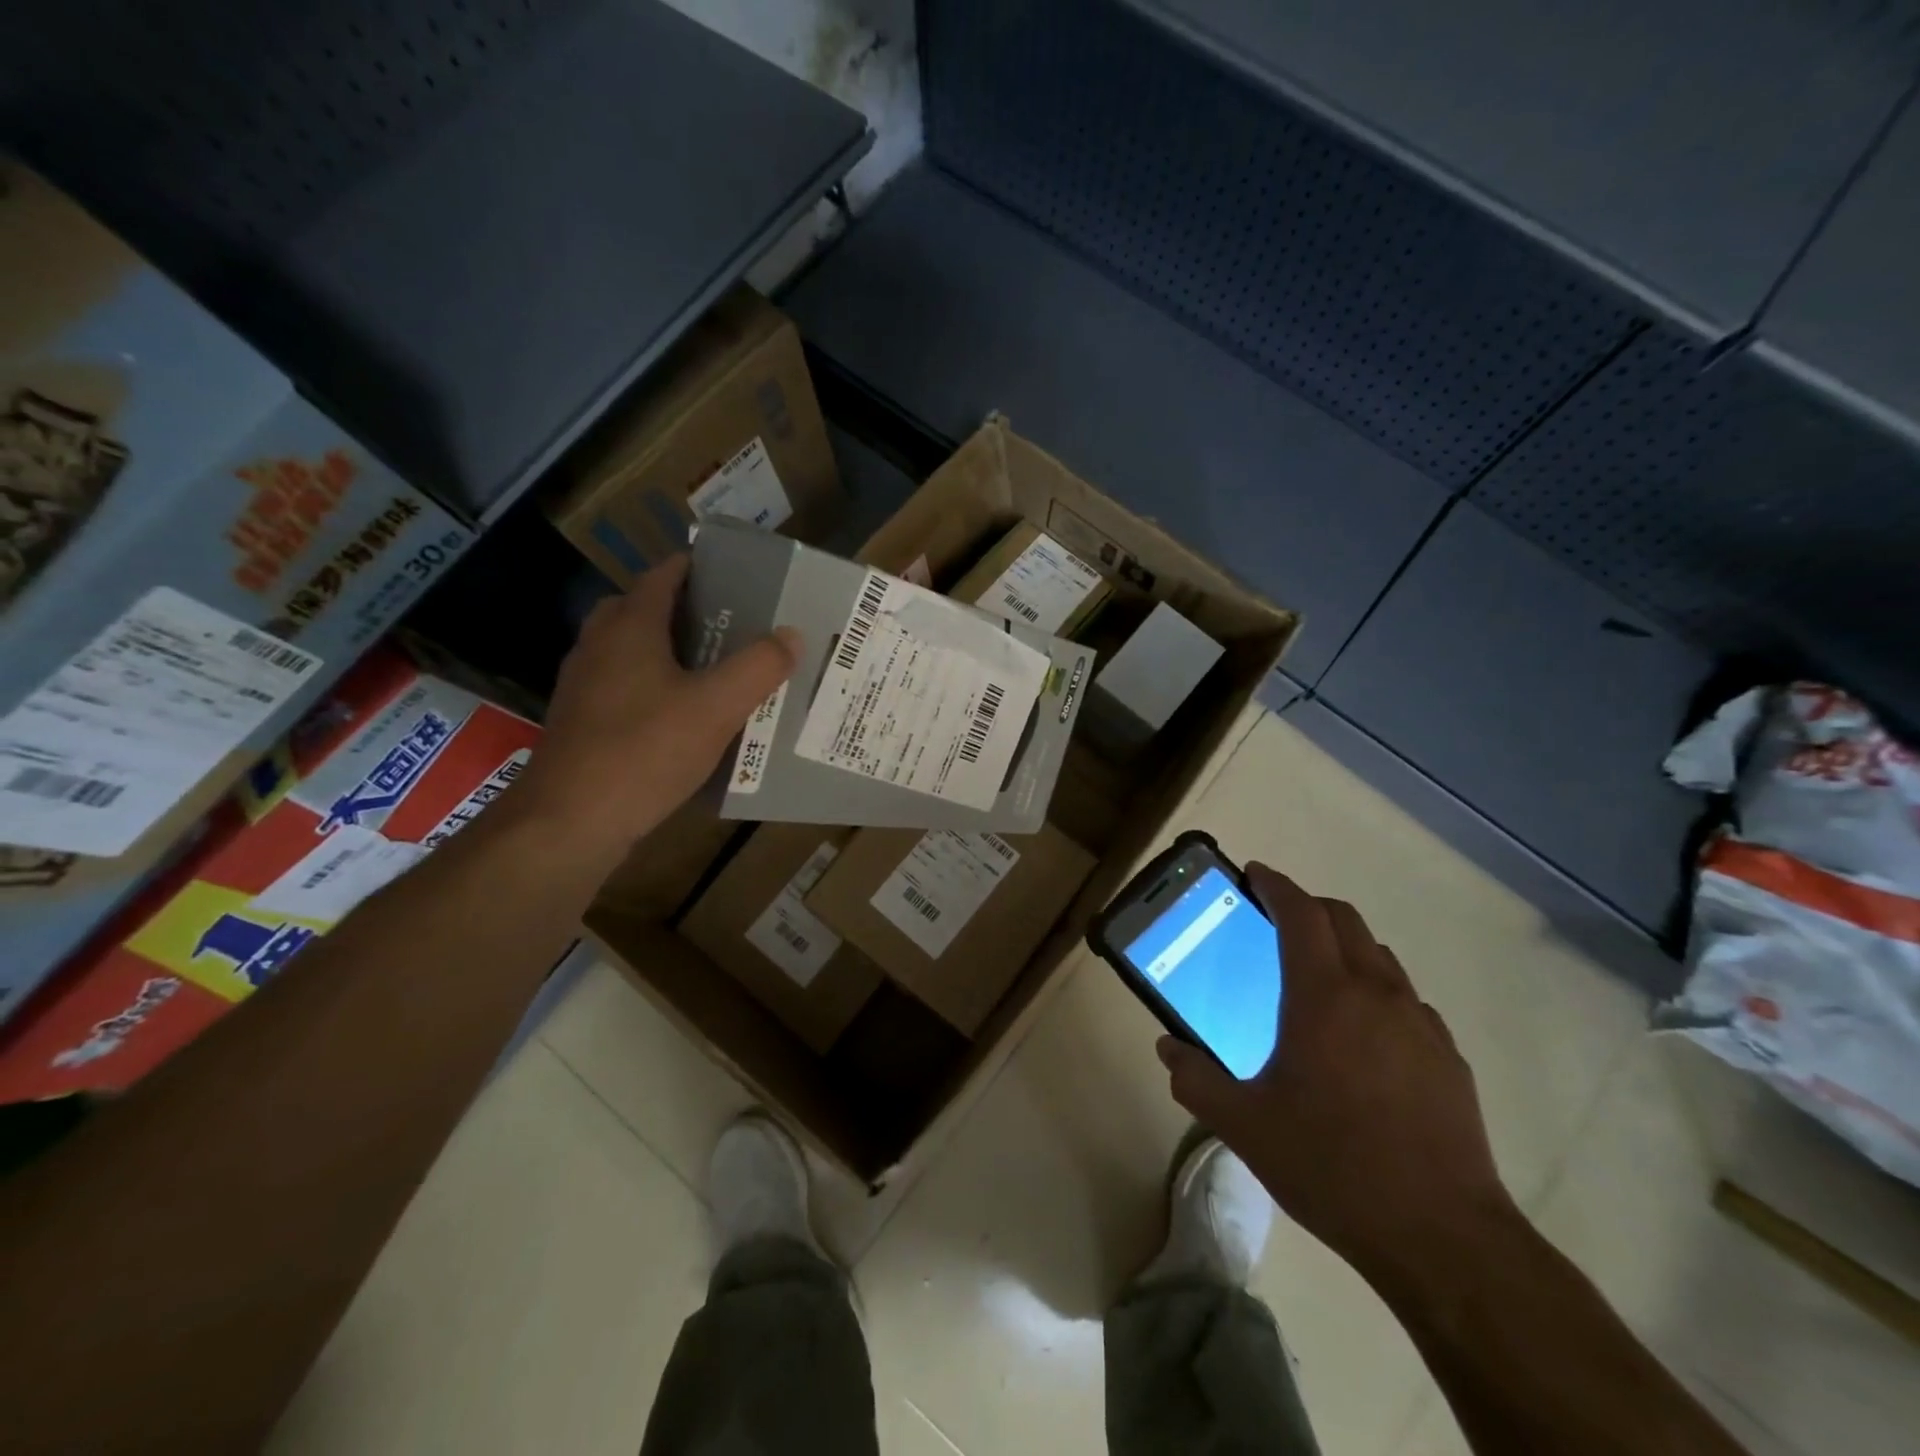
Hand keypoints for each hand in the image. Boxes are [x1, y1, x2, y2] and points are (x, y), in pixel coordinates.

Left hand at [508, 555, 797, 853]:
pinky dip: (651, 686)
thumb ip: (759, 667)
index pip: (662, 576)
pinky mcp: (580, 722)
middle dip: (682, 609)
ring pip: (628, 650)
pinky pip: (622, 686)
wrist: (571, 820)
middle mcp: (599, 646)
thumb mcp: (717, 707)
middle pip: (639, 609)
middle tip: (728, 624)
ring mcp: (583, 686)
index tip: (734, 574)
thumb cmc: (645, 751)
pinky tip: (681, 716)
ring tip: (712, 668)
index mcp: (629, 628)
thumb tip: (791, 635)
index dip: (696, 568)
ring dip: (665, 649)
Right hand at [1156, 863, 1516, 1290]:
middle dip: (1308, 907)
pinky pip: (1406, 999)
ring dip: (1344, 946)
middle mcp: (1375, 993)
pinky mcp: (1447, 1057)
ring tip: (1316, 977)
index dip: (1276, 884)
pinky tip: (1362, 1037)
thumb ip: (1196, 1080)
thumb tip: (1168, 1049)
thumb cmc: (1331, 1165)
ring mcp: (1419, 1023)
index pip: (1301, 912)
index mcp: (1322, 995)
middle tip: (1277, 921)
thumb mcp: (1244, 1126)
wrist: (1441, 1236)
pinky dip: (1376, 991)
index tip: (1254, 874)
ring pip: (1379, 956)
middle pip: (1344, 919)